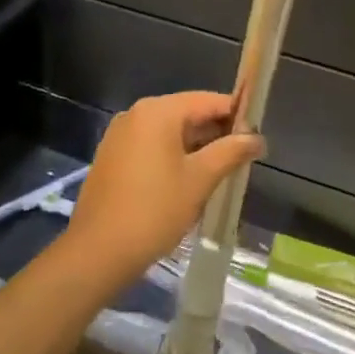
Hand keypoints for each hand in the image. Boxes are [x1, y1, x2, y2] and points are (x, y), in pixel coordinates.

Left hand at [62, 92, 263, 291]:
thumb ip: (230, 152)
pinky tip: (188, 182)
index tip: (256, 135)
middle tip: (242, 158)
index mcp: (158, 111)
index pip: (207, 101)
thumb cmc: (154, 211)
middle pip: (187, 113)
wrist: (97, 252)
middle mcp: (136, 114)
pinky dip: (172, 157)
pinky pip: (151, 146)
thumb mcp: (199, 180)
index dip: (236, 115)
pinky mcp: (112, 157)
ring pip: (169, 132)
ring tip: (220, 173)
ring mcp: (120, 135)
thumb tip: (257, 138)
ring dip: (195, 148)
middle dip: (215, 133)